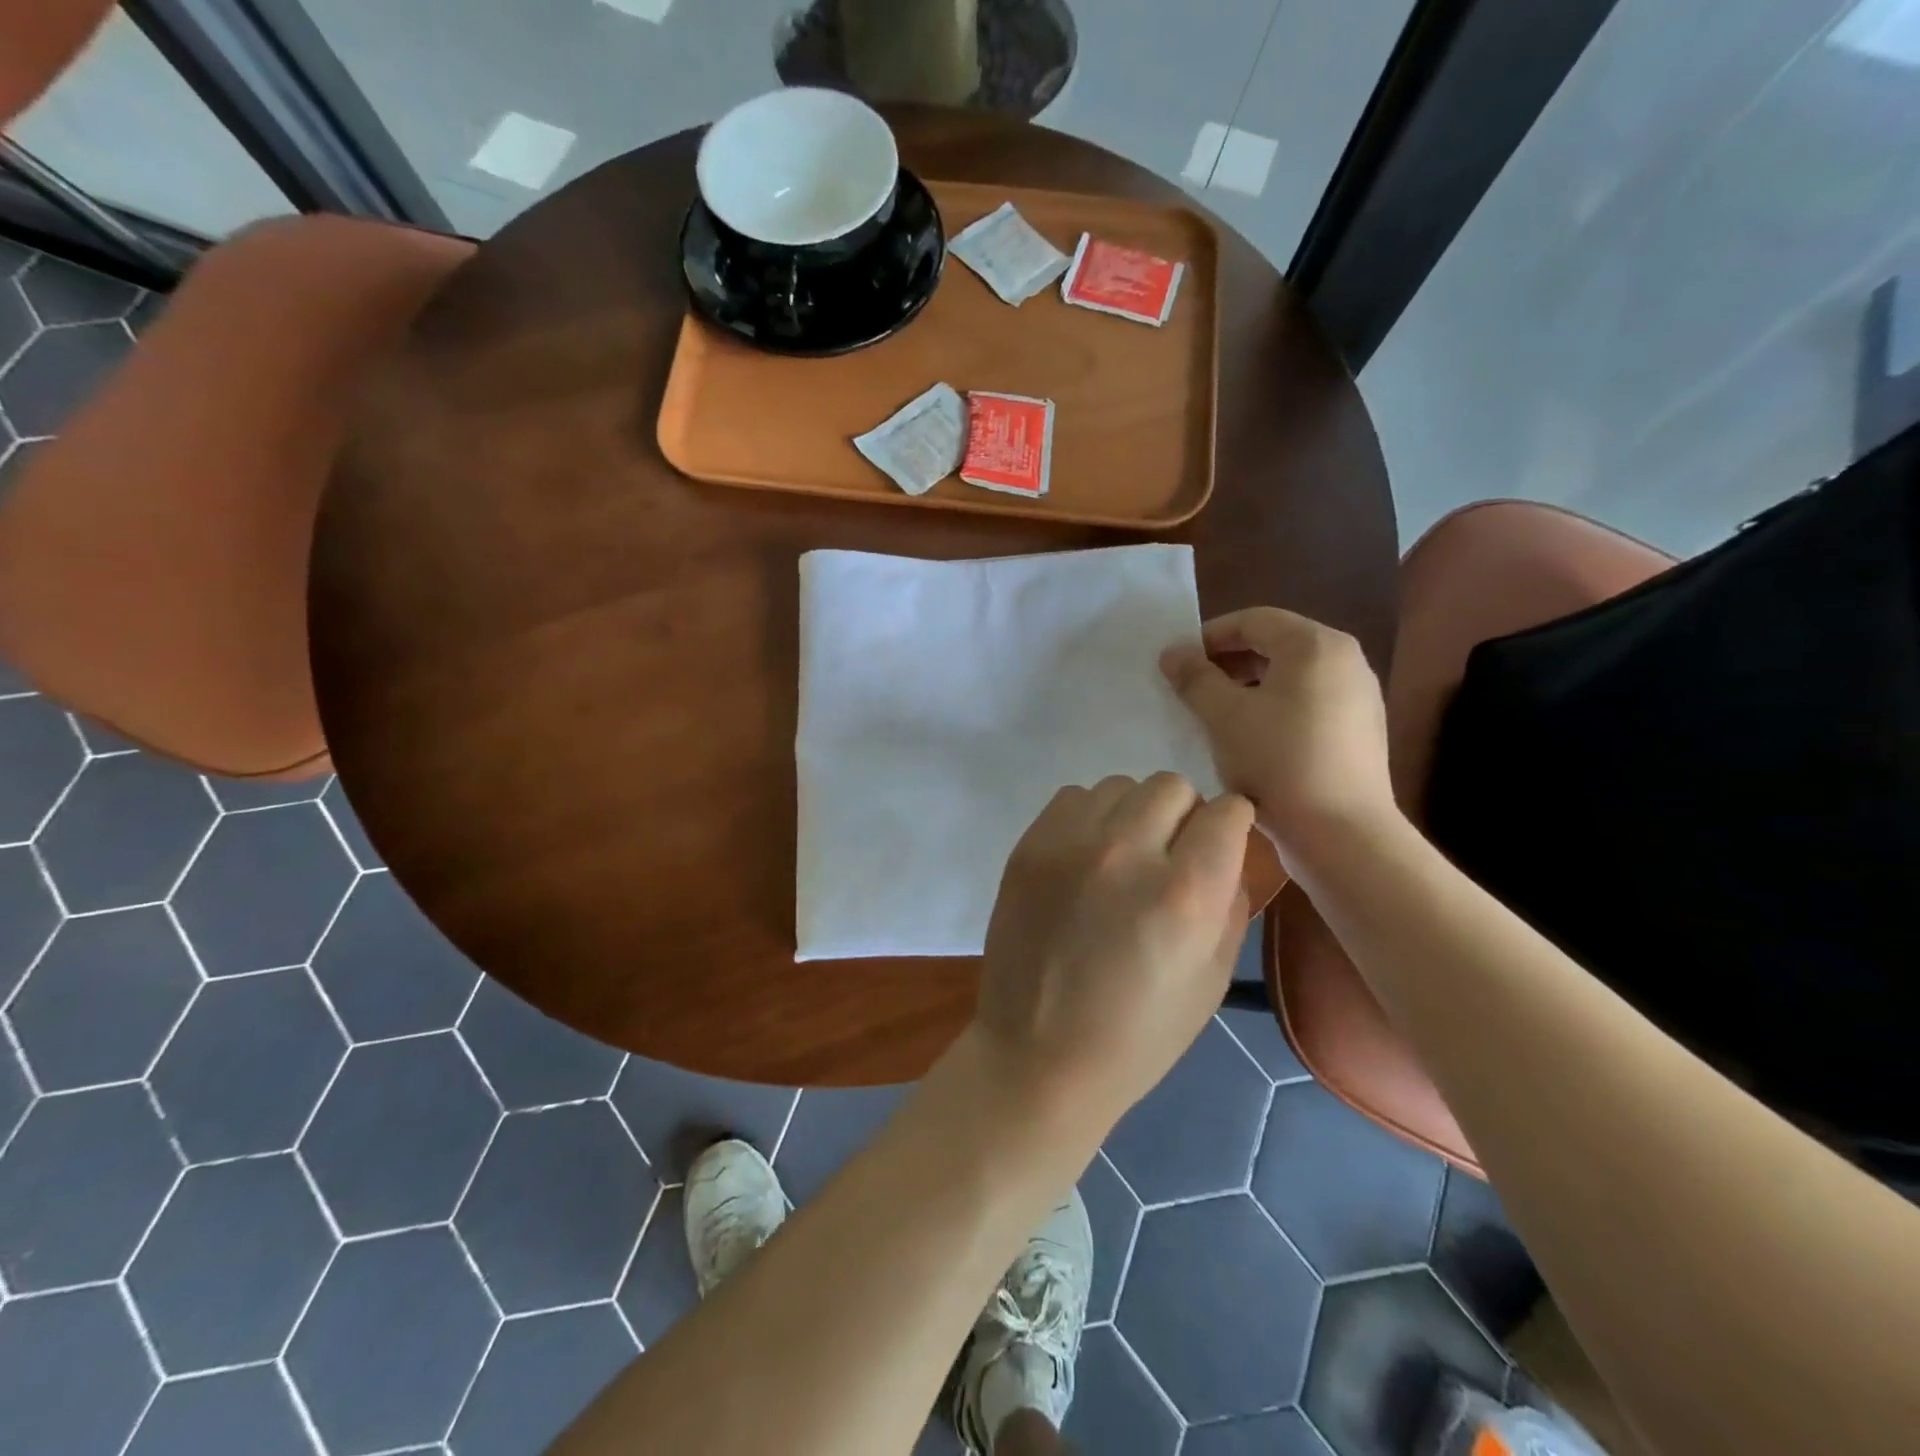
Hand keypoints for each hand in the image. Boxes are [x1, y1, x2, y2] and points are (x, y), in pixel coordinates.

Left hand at [974, 773, 1252, 1126]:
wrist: (1040, 1054)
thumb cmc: (1139, 1033)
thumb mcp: (1213, 977)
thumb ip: (1230, 898)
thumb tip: (1226, 847)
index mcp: (1185, 893)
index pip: (1227, 810)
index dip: (1230, 827)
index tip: (1219, 847)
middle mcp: (1127, 852)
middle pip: (1172, 786)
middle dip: (1184, 816)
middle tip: (1169, 858)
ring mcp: (1069, 843)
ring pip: (1121, 785)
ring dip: (1133, 814)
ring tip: (1122, 860)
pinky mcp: (1028, 845)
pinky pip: (1073, 797)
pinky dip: (1088, 818)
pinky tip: (1083, 860)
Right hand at [1159, 608, 1396, 854]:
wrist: (1342, 833)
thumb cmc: (1278, 761)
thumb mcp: (1223, 716)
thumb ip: (1194, 678)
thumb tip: (1173, 652)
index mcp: (1316, 645)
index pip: (1253, 619)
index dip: (1209, 635)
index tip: (1177, 662)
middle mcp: (1346, 660)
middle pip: (1276, 645)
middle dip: (1228, 662)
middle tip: (1191, 687)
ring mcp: (1359, 698)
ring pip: (1291, 678)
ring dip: (1248, 687)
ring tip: (1215, 715)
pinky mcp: (1360, 732)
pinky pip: (1308, 705)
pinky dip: (1274, 709)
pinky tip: (1250, 741)